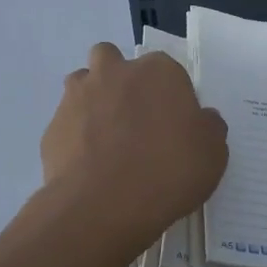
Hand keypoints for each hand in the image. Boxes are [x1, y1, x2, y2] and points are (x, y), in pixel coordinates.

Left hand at [41, 42, 228, 247]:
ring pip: (83, 85)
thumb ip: (209, 128)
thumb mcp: (213, 153)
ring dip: (93, 103)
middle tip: (135, 122)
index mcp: (158, 71)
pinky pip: (67, 125)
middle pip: (114, 62)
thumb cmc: (169, 171)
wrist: (104, 205)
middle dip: (121, 82)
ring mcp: (77, 97)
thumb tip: (201, 120)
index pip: (167, 71)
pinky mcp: (52, 128)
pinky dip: (76, 139)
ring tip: (107, 141)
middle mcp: (114, 72)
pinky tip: (89, 168)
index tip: (175, 126)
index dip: (170, 96)